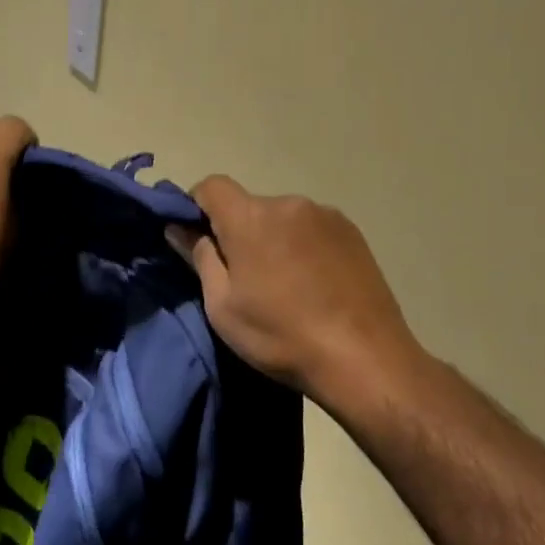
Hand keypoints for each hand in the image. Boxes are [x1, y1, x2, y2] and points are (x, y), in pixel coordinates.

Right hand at [169, 176, 420, 407]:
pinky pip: (312, 229)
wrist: (365, 358)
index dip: (195, 206)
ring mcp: (327, 215)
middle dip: (237, 231)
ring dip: (273, 239)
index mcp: (251, 217)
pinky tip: (313, 285)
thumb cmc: (281, 335)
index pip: (211, 186)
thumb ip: (200, 257)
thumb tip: (179, 227)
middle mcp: (289, 203)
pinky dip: (302, 247)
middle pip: (249, 205)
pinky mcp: (353, 233)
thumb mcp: (223, 306)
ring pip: (282, 219)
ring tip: (284, 285)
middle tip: (242, 277)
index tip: (197, 240)